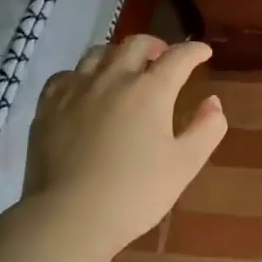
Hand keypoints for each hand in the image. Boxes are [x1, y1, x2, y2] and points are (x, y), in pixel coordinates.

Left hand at [20, 36, 226, 258]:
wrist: (69, 217)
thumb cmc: (136, 193)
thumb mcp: (185, 165)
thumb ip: (206, 129)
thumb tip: (213, 102)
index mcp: (150, 91)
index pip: (178, 57)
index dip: (194, 51)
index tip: (203, 53)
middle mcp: (112, 79)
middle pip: (135, 44)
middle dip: (156, 45)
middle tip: (164, 57)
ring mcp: (75, 90)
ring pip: (98, 53)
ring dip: (119, 54)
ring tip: (125, 67)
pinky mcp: (47, 107)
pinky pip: (67, 75)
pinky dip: (83, 74)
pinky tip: (85, 88)